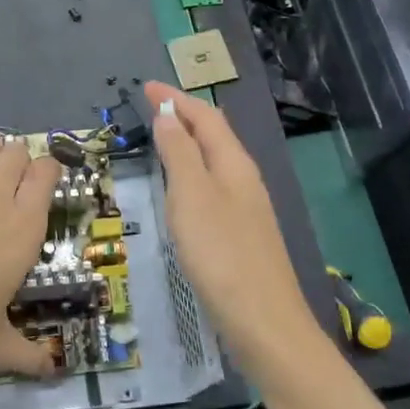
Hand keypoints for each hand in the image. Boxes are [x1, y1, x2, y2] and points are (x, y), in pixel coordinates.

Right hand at [145, 81, 321, 376]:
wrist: (263, 321)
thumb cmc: (221, 253)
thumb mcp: (192, 196)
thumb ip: (179, 152)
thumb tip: (168, 114)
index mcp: (234, 163)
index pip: (205, 117)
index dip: (176, 99)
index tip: (146, 87)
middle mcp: (244, 179)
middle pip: (215, 135)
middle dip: (185, 115)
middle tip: (152, 106)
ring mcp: (247, 208)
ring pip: (216, 160)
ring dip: (190, 142)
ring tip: (164, 137)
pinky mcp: (242, 234)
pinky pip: (214, 186)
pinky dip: (194, 172)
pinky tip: (183, 188)